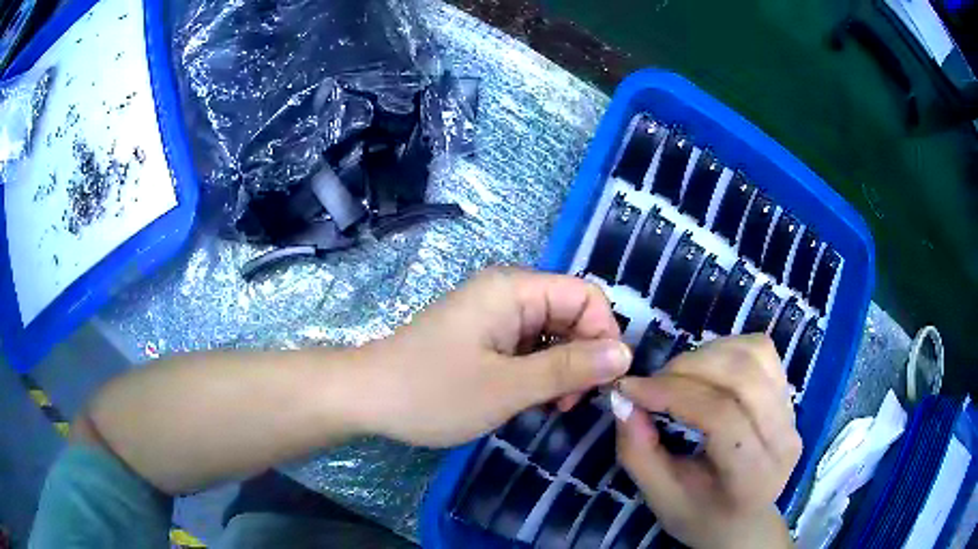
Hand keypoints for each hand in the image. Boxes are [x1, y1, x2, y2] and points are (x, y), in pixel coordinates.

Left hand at [358, 267, 631, 446]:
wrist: (366, 397)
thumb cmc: (434, 391)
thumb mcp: (508, 386)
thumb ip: (570, 368)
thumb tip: (624, 353)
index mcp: (514, 289)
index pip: (586, 296)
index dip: (604, 335)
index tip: (602, 382)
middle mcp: (507, 292)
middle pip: (570, 314)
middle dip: (582, 356)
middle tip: (569, 402)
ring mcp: (493, 315)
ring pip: (551, 334)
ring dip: (561, 368)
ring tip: (549, 405)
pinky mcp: (483, 336)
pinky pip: (528, 346)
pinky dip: (538, 372)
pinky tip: (529, 398)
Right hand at [615, 335, 799, 548]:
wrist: (743, 519)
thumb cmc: (699, 515)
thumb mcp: (659, 496)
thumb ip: (638, 451)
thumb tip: (623, 400)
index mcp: (753, 476)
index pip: (722, 418)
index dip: (673, 394)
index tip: (630, 389)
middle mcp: (783, 439)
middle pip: (742, 378)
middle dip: (688, 368)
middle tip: (652, 382)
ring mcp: (792, 413)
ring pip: (754, 355)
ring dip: (707, 354)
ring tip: (678, 375)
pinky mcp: (790, 394)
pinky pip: (762, 350)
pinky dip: (727, 347)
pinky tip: (706, 367)